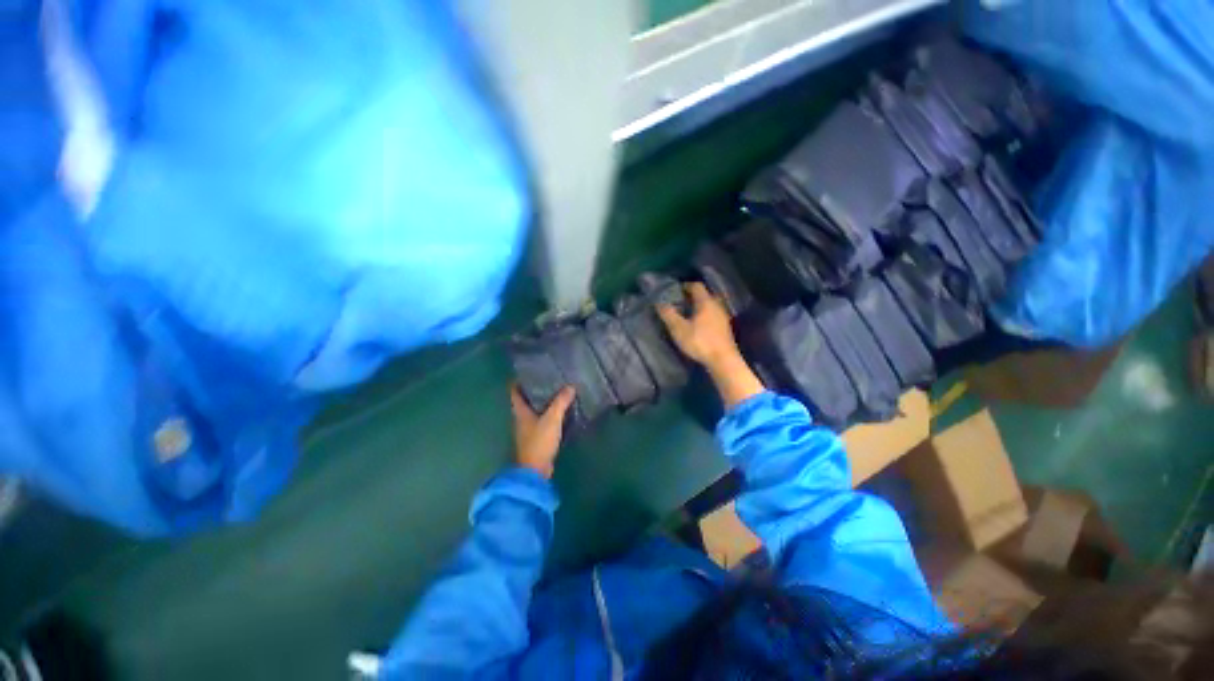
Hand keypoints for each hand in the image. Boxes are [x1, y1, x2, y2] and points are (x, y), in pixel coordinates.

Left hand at [510, 384, 574, 478]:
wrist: (535, 470)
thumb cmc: (539, 441)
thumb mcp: (552, 419)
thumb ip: (560, 402)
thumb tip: (570, 386)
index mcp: (520, 411)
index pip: (514, 392)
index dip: (518, 381)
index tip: (528, 371)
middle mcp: (520, 418)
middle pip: (524, 399)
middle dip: (533, 389)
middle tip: (547, 378)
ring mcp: (527, 429)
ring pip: (533, 410)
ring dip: (541, 401)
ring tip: (555, 391)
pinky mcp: (535, 438)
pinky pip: (540, 420)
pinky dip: (547, 413)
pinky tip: (558, 410)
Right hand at [657, 282, 741, 369]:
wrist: (723, 360)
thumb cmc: (700, 342)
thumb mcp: (679, 329)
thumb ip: (669, 314)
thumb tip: (659, 302)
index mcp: (706, 302)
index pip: (696, 286)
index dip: (685, 286)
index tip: (675, 291)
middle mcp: (716, 305)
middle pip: (704, 295)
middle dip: (692, 297)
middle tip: (680, 303)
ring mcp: (723, 317)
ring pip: (710, 306)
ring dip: (699, 307)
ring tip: (687, 314)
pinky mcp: (725, 328)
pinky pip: (713, 315)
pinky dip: (705, 316)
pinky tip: (698, 326)